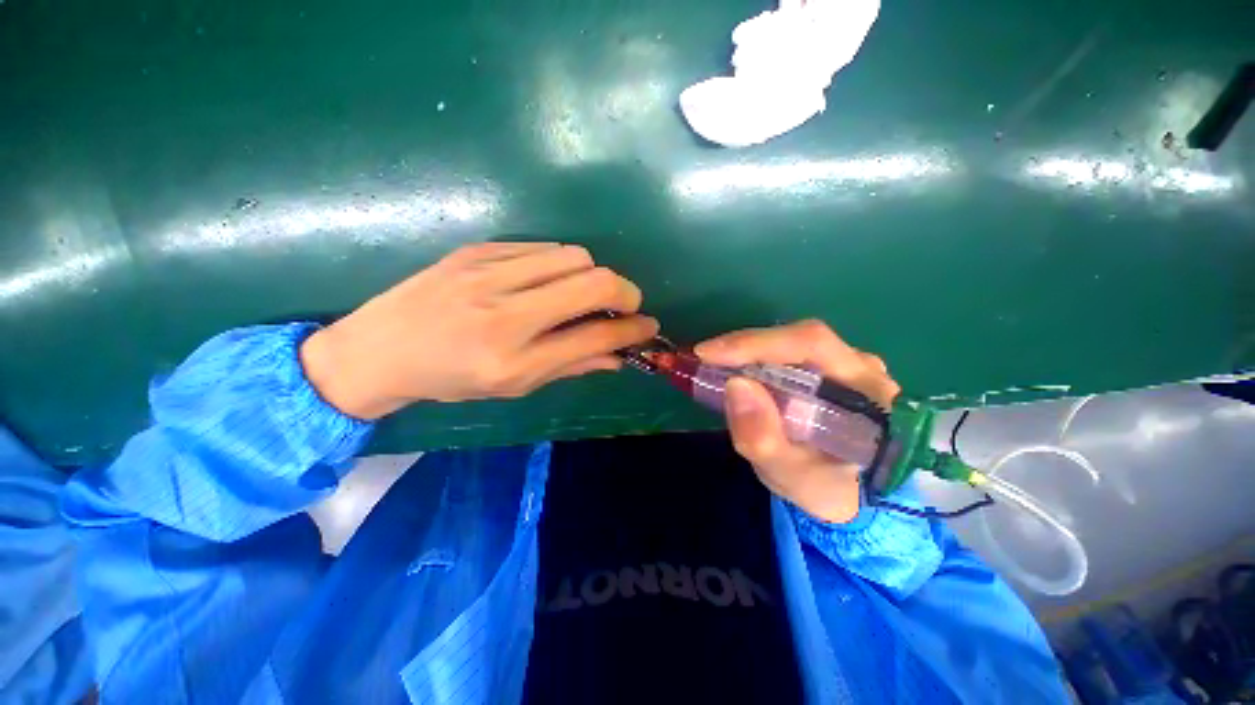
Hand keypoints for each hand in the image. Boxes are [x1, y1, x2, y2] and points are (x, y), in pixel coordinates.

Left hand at [300, 242, 657, 418]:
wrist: (380, 348)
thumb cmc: (450, 378)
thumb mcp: (514, 386)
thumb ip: (572, 366)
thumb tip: (618, 355)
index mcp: (513, 360)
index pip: (595, 336)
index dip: (632, 330)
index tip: (648, 327)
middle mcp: (505, 313)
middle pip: (594, 281)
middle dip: (625, 292)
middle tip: (626, 306)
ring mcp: (489, 273)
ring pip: (575, 256)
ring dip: (593, 276)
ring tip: (584, 294)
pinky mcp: (479, 249)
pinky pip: (544, 248)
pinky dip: (562, 264)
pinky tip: (550, 281)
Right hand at [694, 320, 899, 523]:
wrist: (849, 496)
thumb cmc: (827, 489)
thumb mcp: (792, 477)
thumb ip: (765, 440)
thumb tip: (735, 385)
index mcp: (868, 391)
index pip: (811, 345)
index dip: (756, 343)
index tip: (708, 353)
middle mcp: (861, 366)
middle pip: (799, 338)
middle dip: (745, 346)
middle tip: (703, 359)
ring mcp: (846, 364)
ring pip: (790, 343)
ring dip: (747, 351)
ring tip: (714, 366)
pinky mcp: (827, 369)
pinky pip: (786, 353)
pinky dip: (754, 358)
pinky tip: (734, 370)